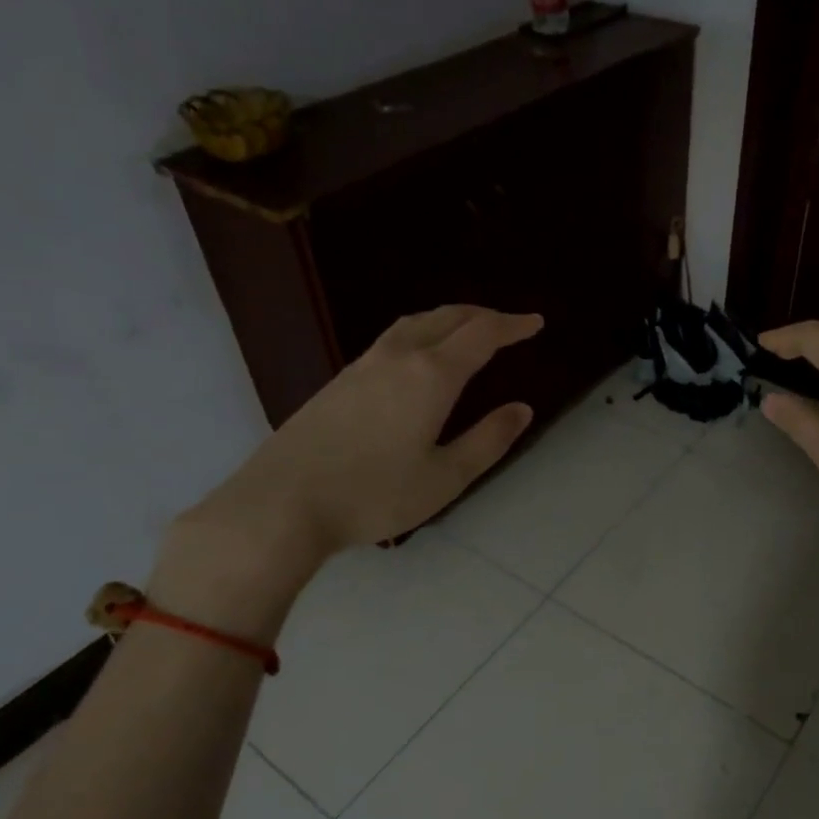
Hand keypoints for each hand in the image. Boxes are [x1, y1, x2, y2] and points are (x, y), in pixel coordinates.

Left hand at [153, 306, 541, 635]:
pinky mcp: (340, 380)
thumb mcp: (445, 477)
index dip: (512, 325)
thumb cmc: (374, 494)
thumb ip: (488, 440)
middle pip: (447, 317)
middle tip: (508, 325)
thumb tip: (522, 409)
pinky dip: (422, 333)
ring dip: (449, 319)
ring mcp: (363, 365)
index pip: (482, 334)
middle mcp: (398, 356)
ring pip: (415, 323)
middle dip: (482, 316)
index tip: (535, 323)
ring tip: (467, 331)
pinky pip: (393, 339)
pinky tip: (419, 357)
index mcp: (431, 375)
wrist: (283, 503)